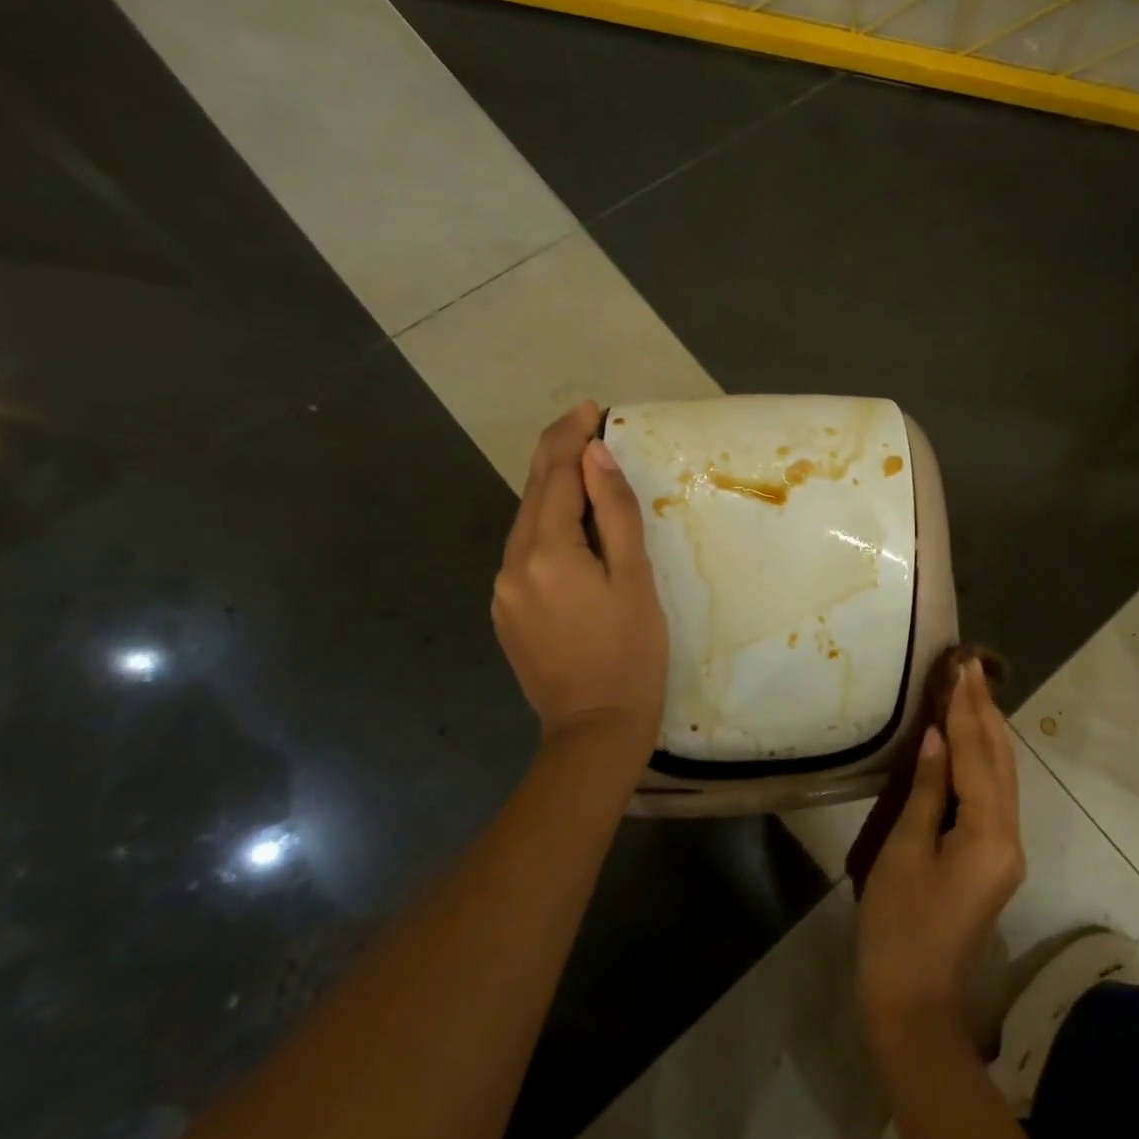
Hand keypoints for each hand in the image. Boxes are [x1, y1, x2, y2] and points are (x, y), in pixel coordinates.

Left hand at [491, 401, 667, 764]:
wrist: (594, 730)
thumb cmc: (630, 654)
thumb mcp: (635, 580)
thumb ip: (614, 514)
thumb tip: (595, 456)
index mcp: (546, 552)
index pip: (554, 476)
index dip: (571, 437)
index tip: (592, 408)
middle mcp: (512, 564)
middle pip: (533, 493)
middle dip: (557, 454)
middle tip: (585, 422)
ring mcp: (503, 590)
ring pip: (527, 523)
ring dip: (554, 491)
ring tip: (585, 469)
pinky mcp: (506, 611)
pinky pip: (526, 553)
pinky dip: (548, 527)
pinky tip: (572, 529)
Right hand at [857, 660, 1024, 1057]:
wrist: (914, 1004)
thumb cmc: (899, 928)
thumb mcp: (904, 852)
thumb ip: (927, 790)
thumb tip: (938, 738)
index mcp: (989, 834)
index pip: (978, 756)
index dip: (966, 710)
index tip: (960, 668)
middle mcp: (1009, 837)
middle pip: (1001, 762)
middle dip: (985, 713)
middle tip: (968, 668)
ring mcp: (1005, 851)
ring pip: (1002, 778)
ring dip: (987, 734)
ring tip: (969, 693)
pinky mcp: (993, 860)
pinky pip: (993, 796)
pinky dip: (982, 762)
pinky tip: (967, 744)